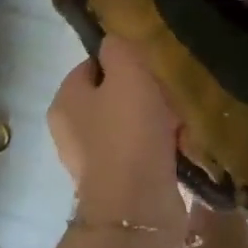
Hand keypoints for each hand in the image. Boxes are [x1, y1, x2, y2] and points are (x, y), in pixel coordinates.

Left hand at [48, 35, 186, 231]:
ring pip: (132, 123)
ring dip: (158, 119)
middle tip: (172, 88)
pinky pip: (144, 151)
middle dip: (145, 91)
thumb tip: (115, 42)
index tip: (152, 62)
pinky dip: (162, 145)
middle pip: (114, 95)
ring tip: (183, 115)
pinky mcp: (120, 183)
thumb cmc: (129, 131)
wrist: (138, 206)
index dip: (123, 59)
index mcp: (65, 101)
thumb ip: (119, 49)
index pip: (92, 65)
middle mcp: (72, 130)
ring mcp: (95, 160)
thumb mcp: (127, 73)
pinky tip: (182, 142)